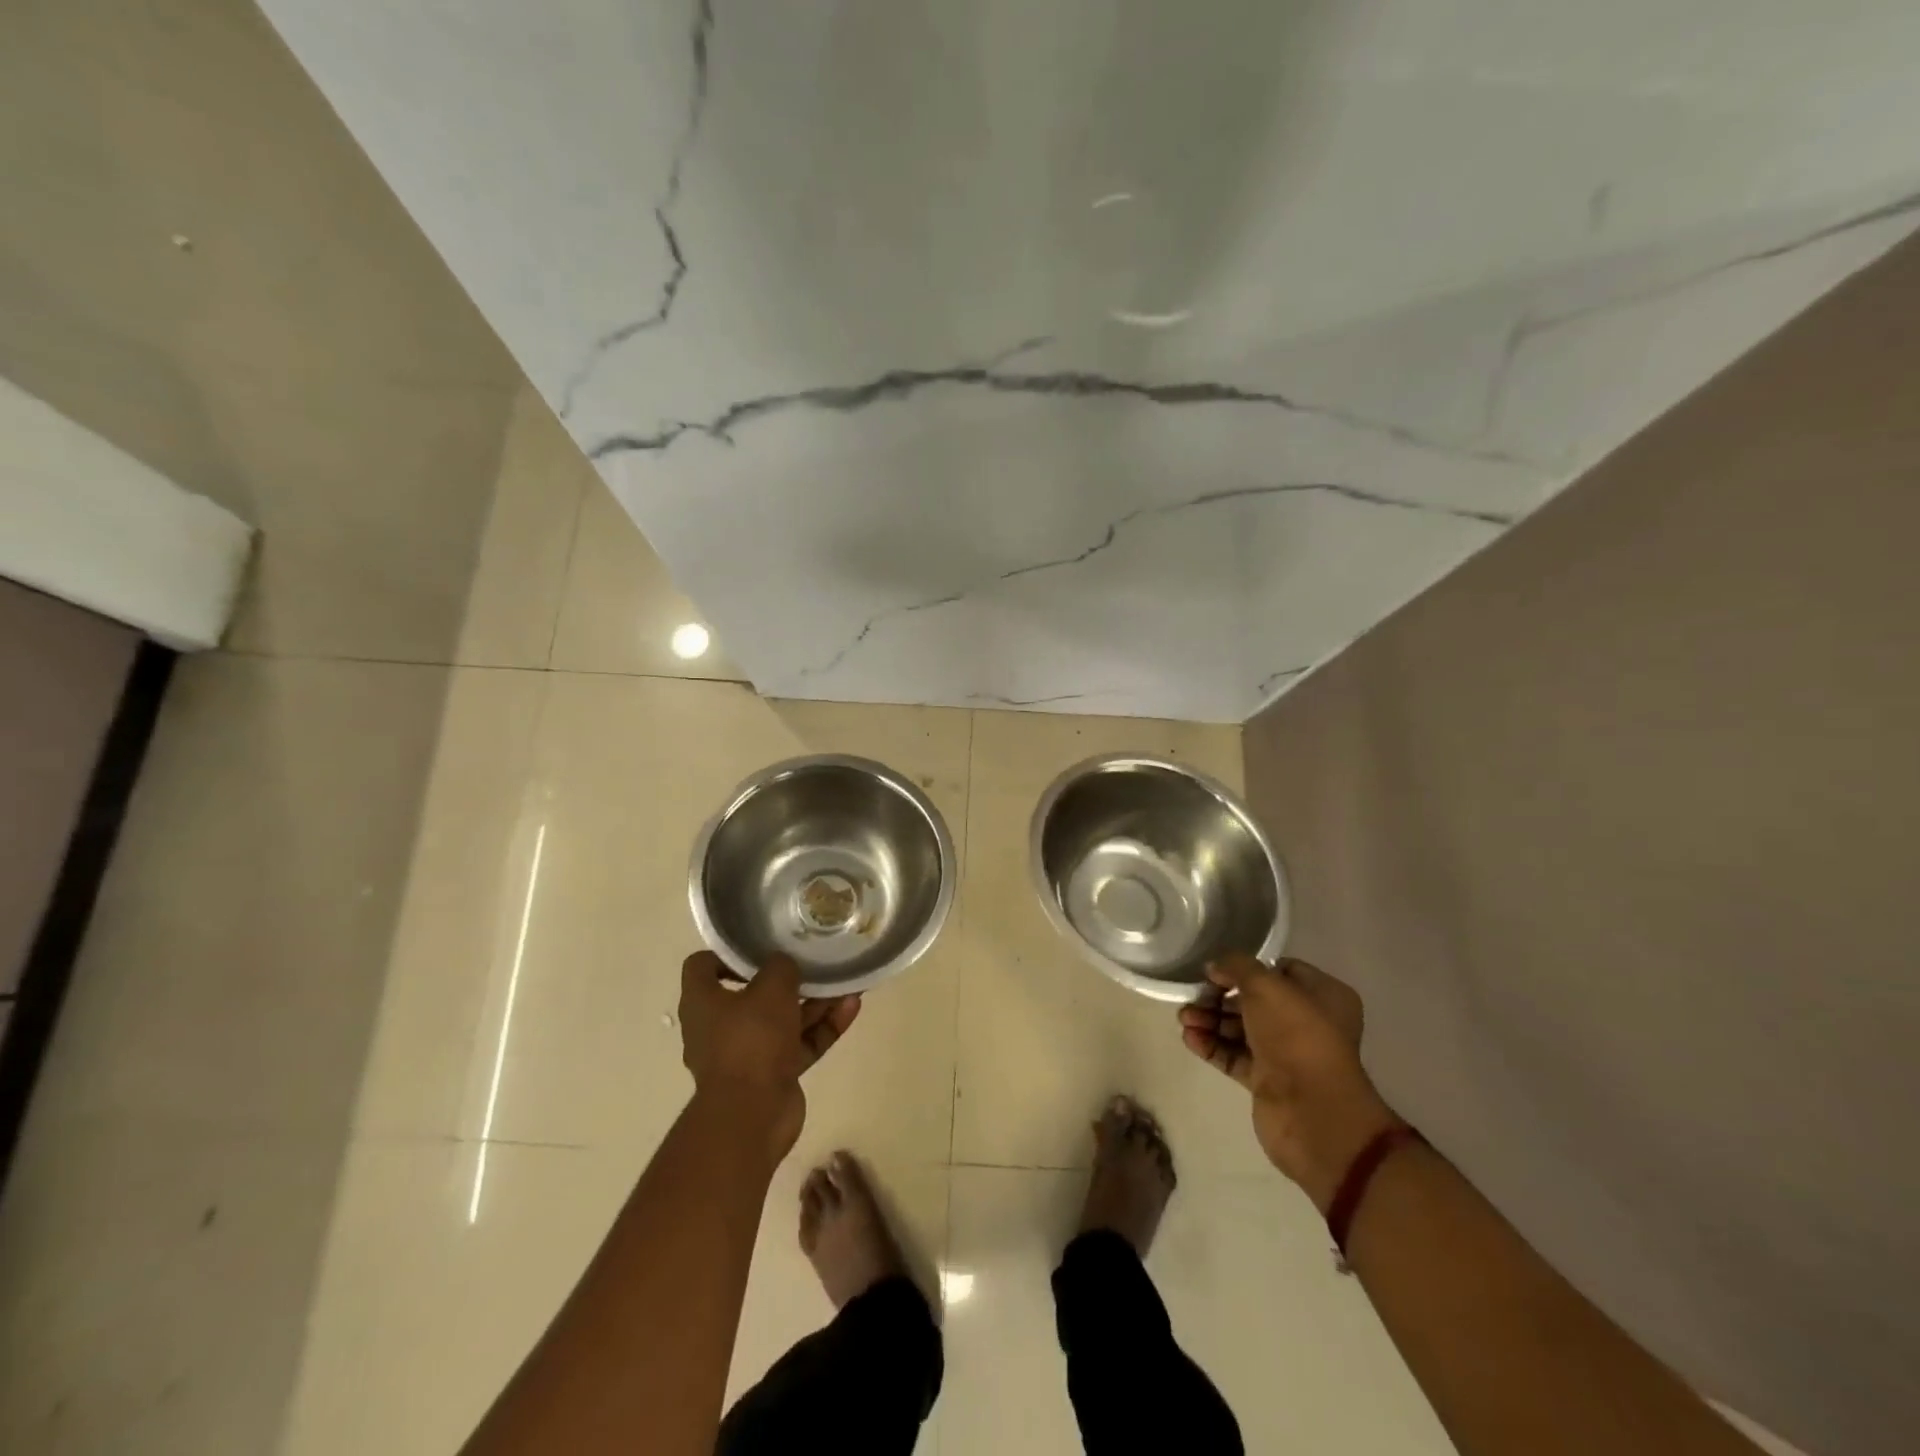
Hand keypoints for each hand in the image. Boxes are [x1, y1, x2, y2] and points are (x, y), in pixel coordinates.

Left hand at [678, 951, 860, 1159]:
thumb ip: (781, 967)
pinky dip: (822, 1027)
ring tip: (844, 982)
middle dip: (786, 979)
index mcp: (702, 1002)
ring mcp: (748, 1053)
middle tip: (812, 961)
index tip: (760, 947)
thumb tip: (785, 965)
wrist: (753, 1114)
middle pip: (752, 993)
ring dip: (814, 1002)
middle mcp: (719, 1026)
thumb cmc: (751, 1040)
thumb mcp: (771, 987)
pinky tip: (852, 1007)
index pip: (703, 966)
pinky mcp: (773, 1074)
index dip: (727, 953)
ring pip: (783, 1019)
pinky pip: (800, 1043)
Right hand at [1178, 954, 1400, 1210]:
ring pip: (1241, 1029)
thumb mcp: (1265, 985)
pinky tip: (1188, 1038)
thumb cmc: (1296, 1035)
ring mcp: (1287, 1054)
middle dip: (1220, 997)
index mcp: (1323, 996)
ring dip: (1211, 1020)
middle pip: (1255, 1001)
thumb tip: (1215, 967)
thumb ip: (1236, 966)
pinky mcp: (1268, 1081)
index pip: (1280, 970)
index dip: (1247, 968)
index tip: (1216, 970)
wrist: (1312, 1111)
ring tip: (1184, 1018)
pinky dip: (1212, 1046)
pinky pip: (1235, 1056)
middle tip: (1192, 996)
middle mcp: (1308, 1023)